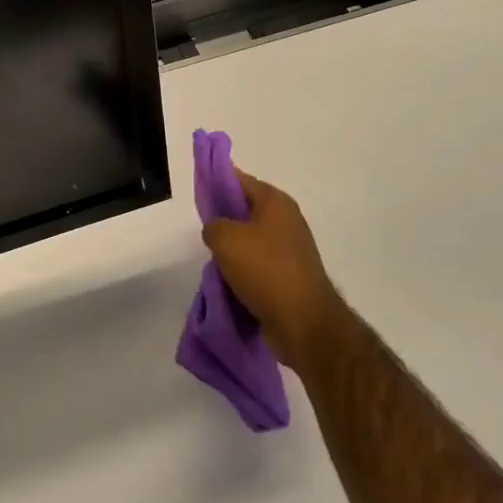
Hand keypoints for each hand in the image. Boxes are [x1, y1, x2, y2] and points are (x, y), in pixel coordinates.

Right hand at [202, 169, 347, 368]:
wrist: (303, 322)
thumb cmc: (265, 269)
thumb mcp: (225, 238)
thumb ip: (213, 225)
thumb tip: (216, 230)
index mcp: (276, 202)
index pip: (241, 180)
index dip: (217, 181)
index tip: (199, 191)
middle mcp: (287, 220)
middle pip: (247, 210)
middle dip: (225, 220)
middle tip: (204, 231)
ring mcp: (291, 249)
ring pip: (252, 241)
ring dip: (233, 251)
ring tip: (214, 261)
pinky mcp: (291, 276)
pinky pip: (259, 266)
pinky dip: (244, 272)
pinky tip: (229, 282)